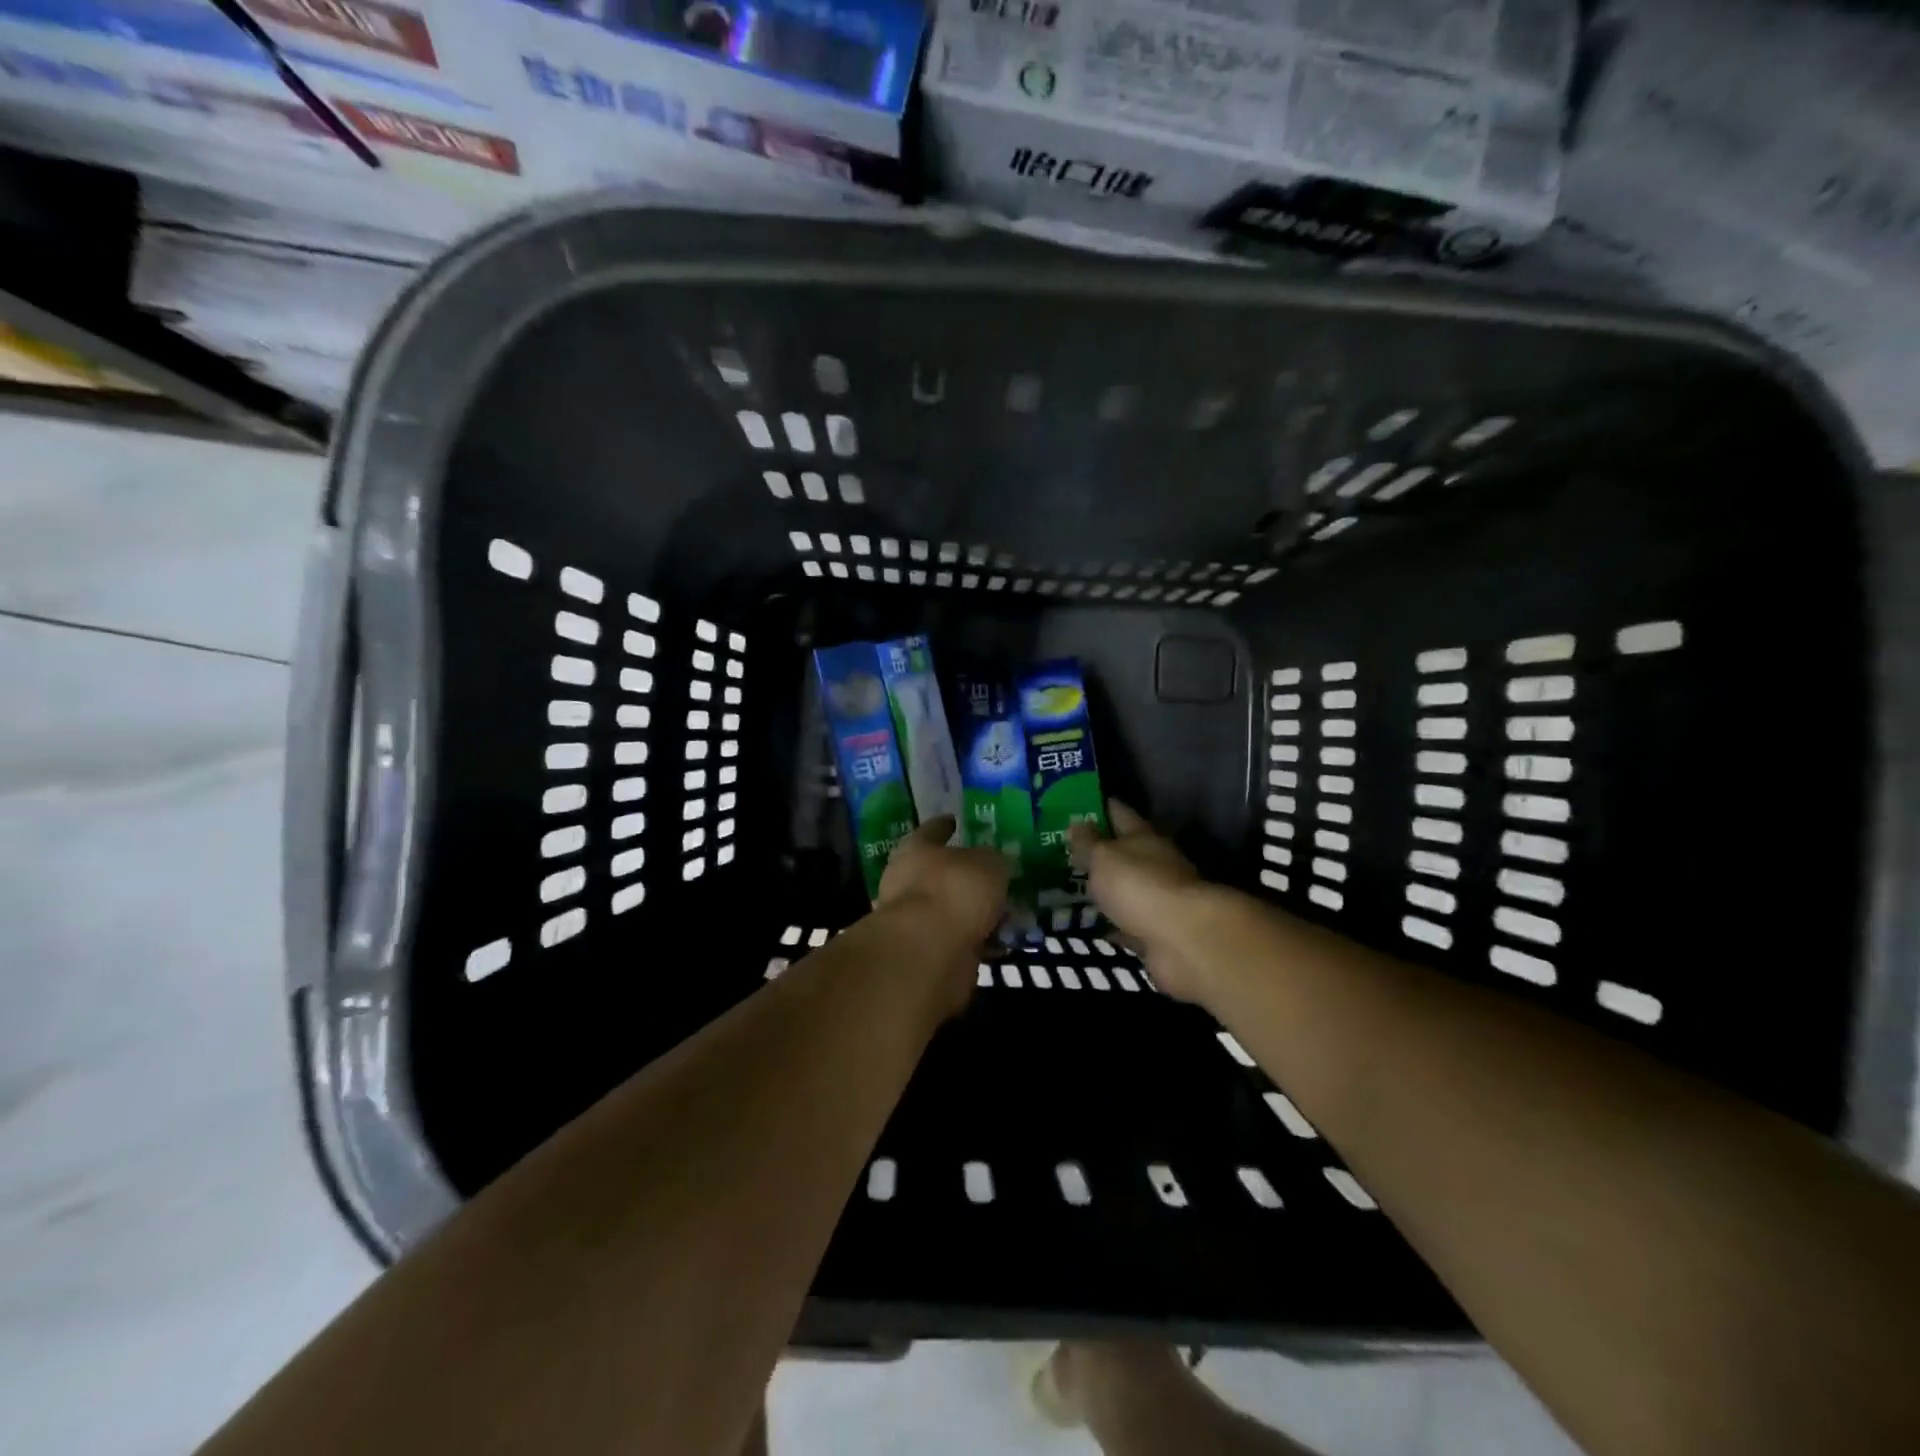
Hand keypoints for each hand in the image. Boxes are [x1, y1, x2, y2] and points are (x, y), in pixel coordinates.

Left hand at [877, 816, 1009, 950]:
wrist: (928, 952)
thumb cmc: (955, 890)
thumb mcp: (989, 864)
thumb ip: (994, 861)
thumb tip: (995, 864)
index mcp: (916, 849)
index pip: (932, 830)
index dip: (945, 825)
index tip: (955, 820)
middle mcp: (908, 880)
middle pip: (942, 873)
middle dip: (967, 876)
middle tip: (995, 876)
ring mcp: (914, 918)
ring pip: (952, 908)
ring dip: (976, 913)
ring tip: (1008, 915)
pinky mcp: (925, 950)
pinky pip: (959, 939)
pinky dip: (978, 940)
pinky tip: (1001, 942)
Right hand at [1069, 802, 1209, 1001]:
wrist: (1182, 940)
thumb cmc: (1139, 886)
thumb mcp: (1103, 857)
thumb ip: (1087, 842)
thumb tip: (1076, 822)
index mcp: (1144, 837)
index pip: (1120, 813)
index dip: (1100, 807)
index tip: (1077, 804)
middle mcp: (1155, 863)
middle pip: (1125, 852)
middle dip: (1100, 851)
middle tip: (1065, 851)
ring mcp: (1158, 899)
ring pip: (1125, 889)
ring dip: (1106, 889)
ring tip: (1072, 888)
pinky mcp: (1156, 932)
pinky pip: (1126, 923)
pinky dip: (1111, 924)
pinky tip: (1090, 925)